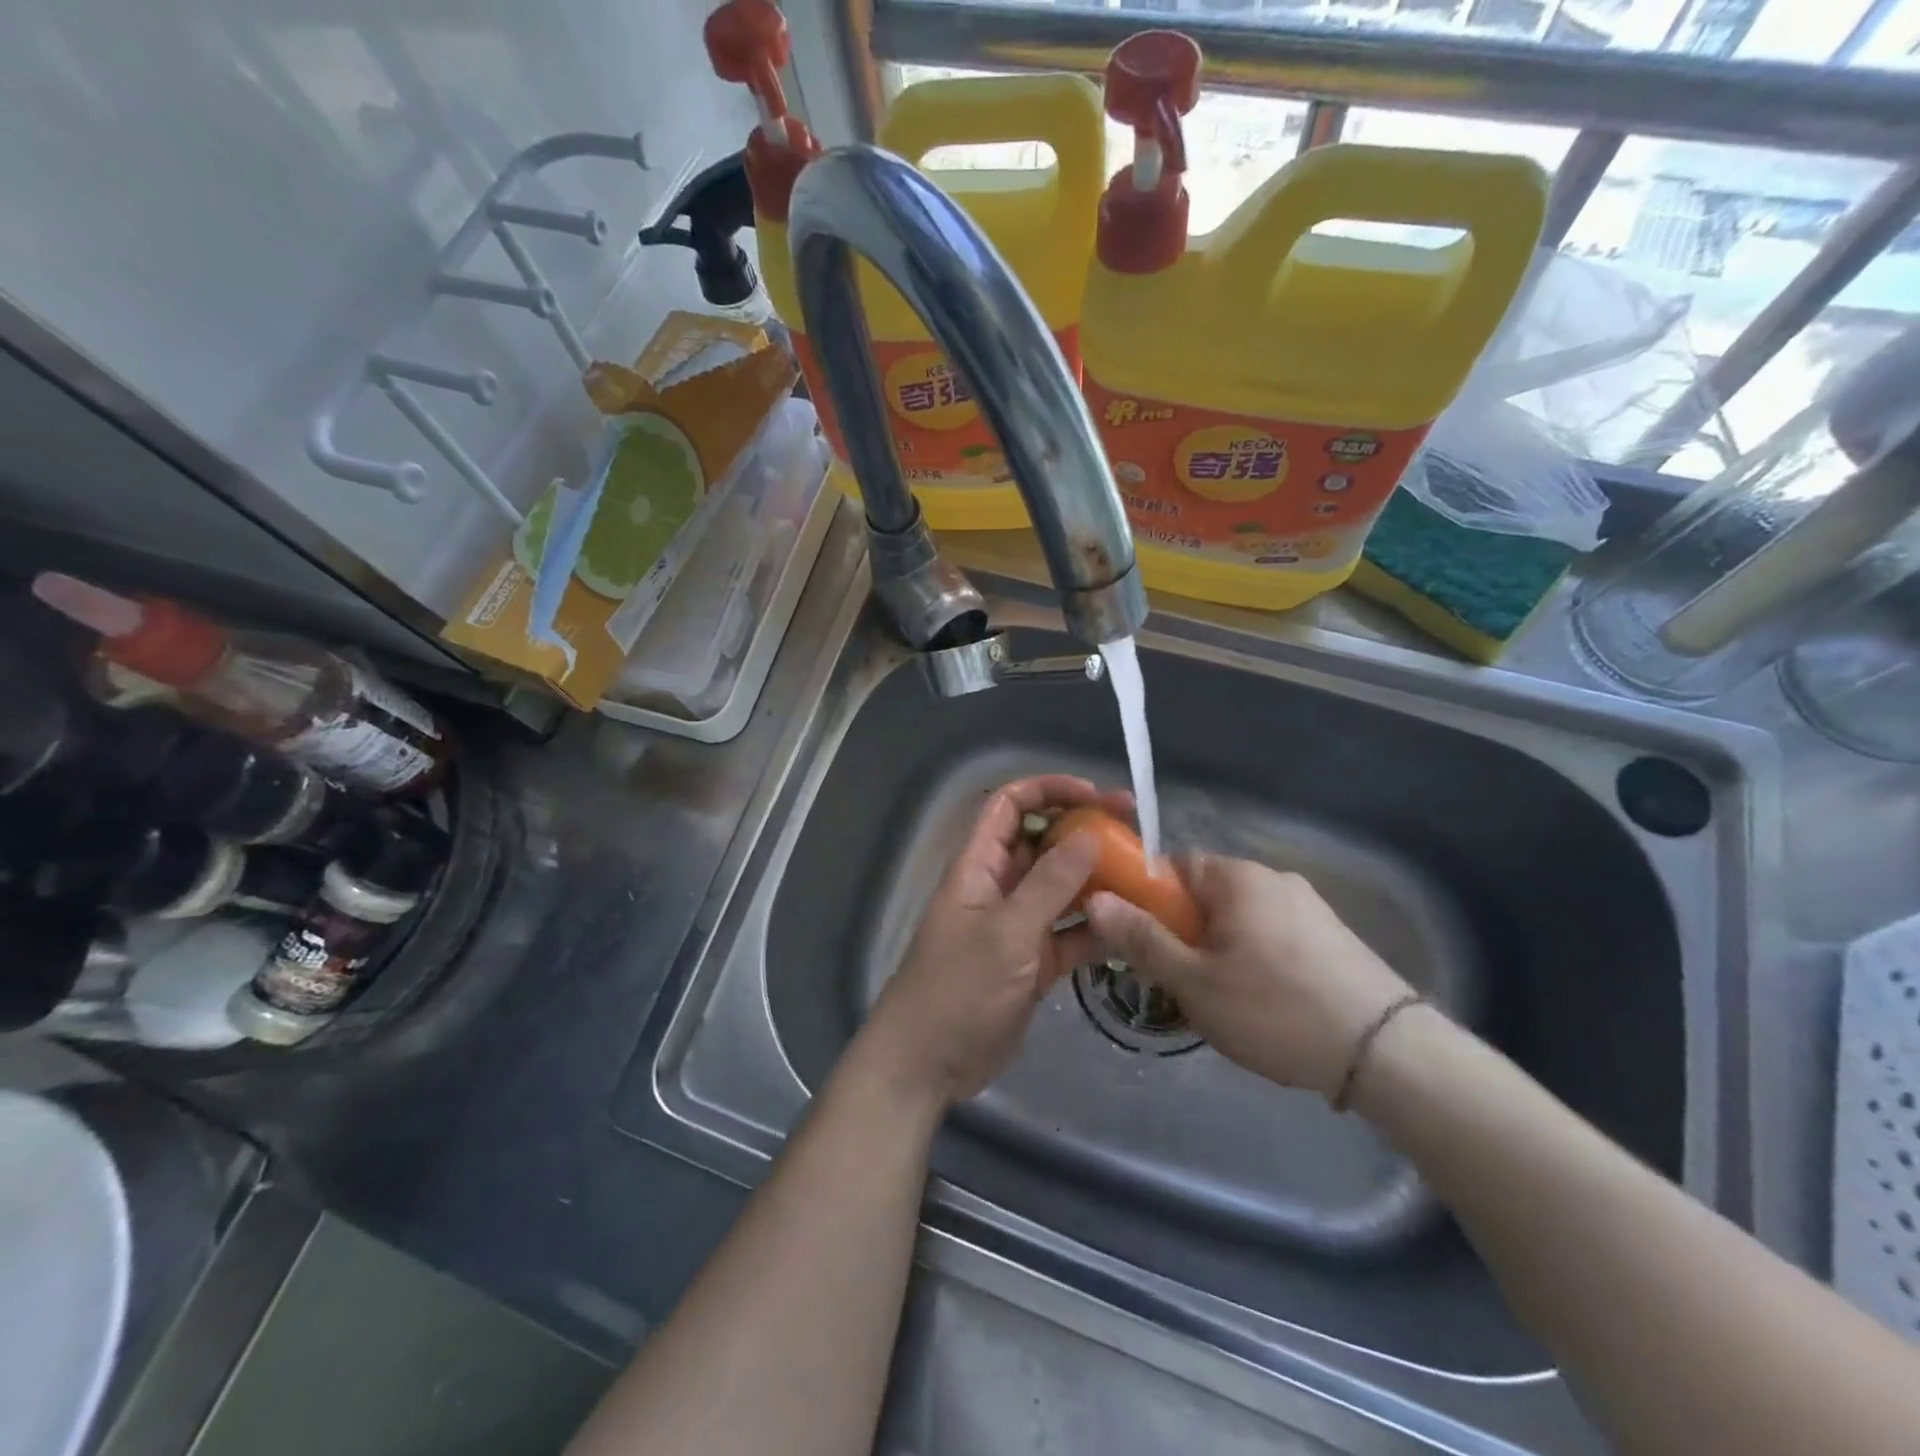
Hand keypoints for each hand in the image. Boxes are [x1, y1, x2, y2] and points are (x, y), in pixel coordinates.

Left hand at [859, 775, 1131, 1109]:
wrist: (929, 1064)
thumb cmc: (958, 988)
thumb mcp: (1006, 932)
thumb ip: (1049, 883)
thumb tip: (1091, 833)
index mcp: (979, 866)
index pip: (1010, 806)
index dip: (1048, 790)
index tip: (1094, 795)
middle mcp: (999, 887)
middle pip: (1043, 843)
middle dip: (1084, 832)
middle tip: (1136, 830)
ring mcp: (1018, 926)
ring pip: (1062, 889)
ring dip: (1097, 880)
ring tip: (1145, 875)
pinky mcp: (1034, 962)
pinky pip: (1070, 933)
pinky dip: (1097, 928)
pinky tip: (1133, 926)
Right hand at [1085, 854, 1412, 1101]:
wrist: (1388, 1054)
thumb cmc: (1275, 1010)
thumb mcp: (1194, 981)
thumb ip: (1142, 939)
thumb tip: (1094, 900)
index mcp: (1237, 877)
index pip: (1173, 865)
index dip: (1148, 899)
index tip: (1142, 940)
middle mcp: (1273, 878)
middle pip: (1206, 894)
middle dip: (1184, 933)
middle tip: (1177, 981)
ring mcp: (1308, 907)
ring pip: (1239, 920)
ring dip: (1218, 951)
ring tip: (1220, 1003)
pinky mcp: (1332, 937)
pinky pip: (1272, 937)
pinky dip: (1254, 962)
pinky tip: (1263, 1006)